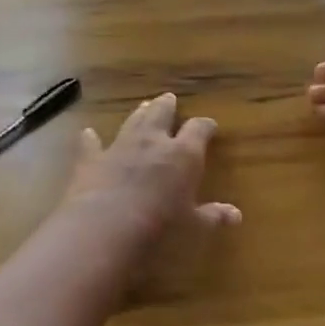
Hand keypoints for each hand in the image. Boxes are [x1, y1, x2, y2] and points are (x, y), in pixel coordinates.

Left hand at [62, 93, 241, 243]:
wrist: (106, 226)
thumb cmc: (160, 227)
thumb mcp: (192, 225)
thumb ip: (212, 216)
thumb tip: (236, 215)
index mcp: (183, 154)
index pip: (199, 129)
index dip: (205, 126)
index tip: (209, 126)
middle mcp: (152, 141)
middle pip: (161, 114)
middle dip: (167, 106)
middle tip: (169, 99)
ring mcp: (119, 146)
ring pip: (132, 121)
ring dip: (138, 114)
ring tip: (143, 105)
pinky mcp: (91, 159)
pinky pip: (91, 144)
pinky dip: (90, 138)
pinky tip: (88, 133)